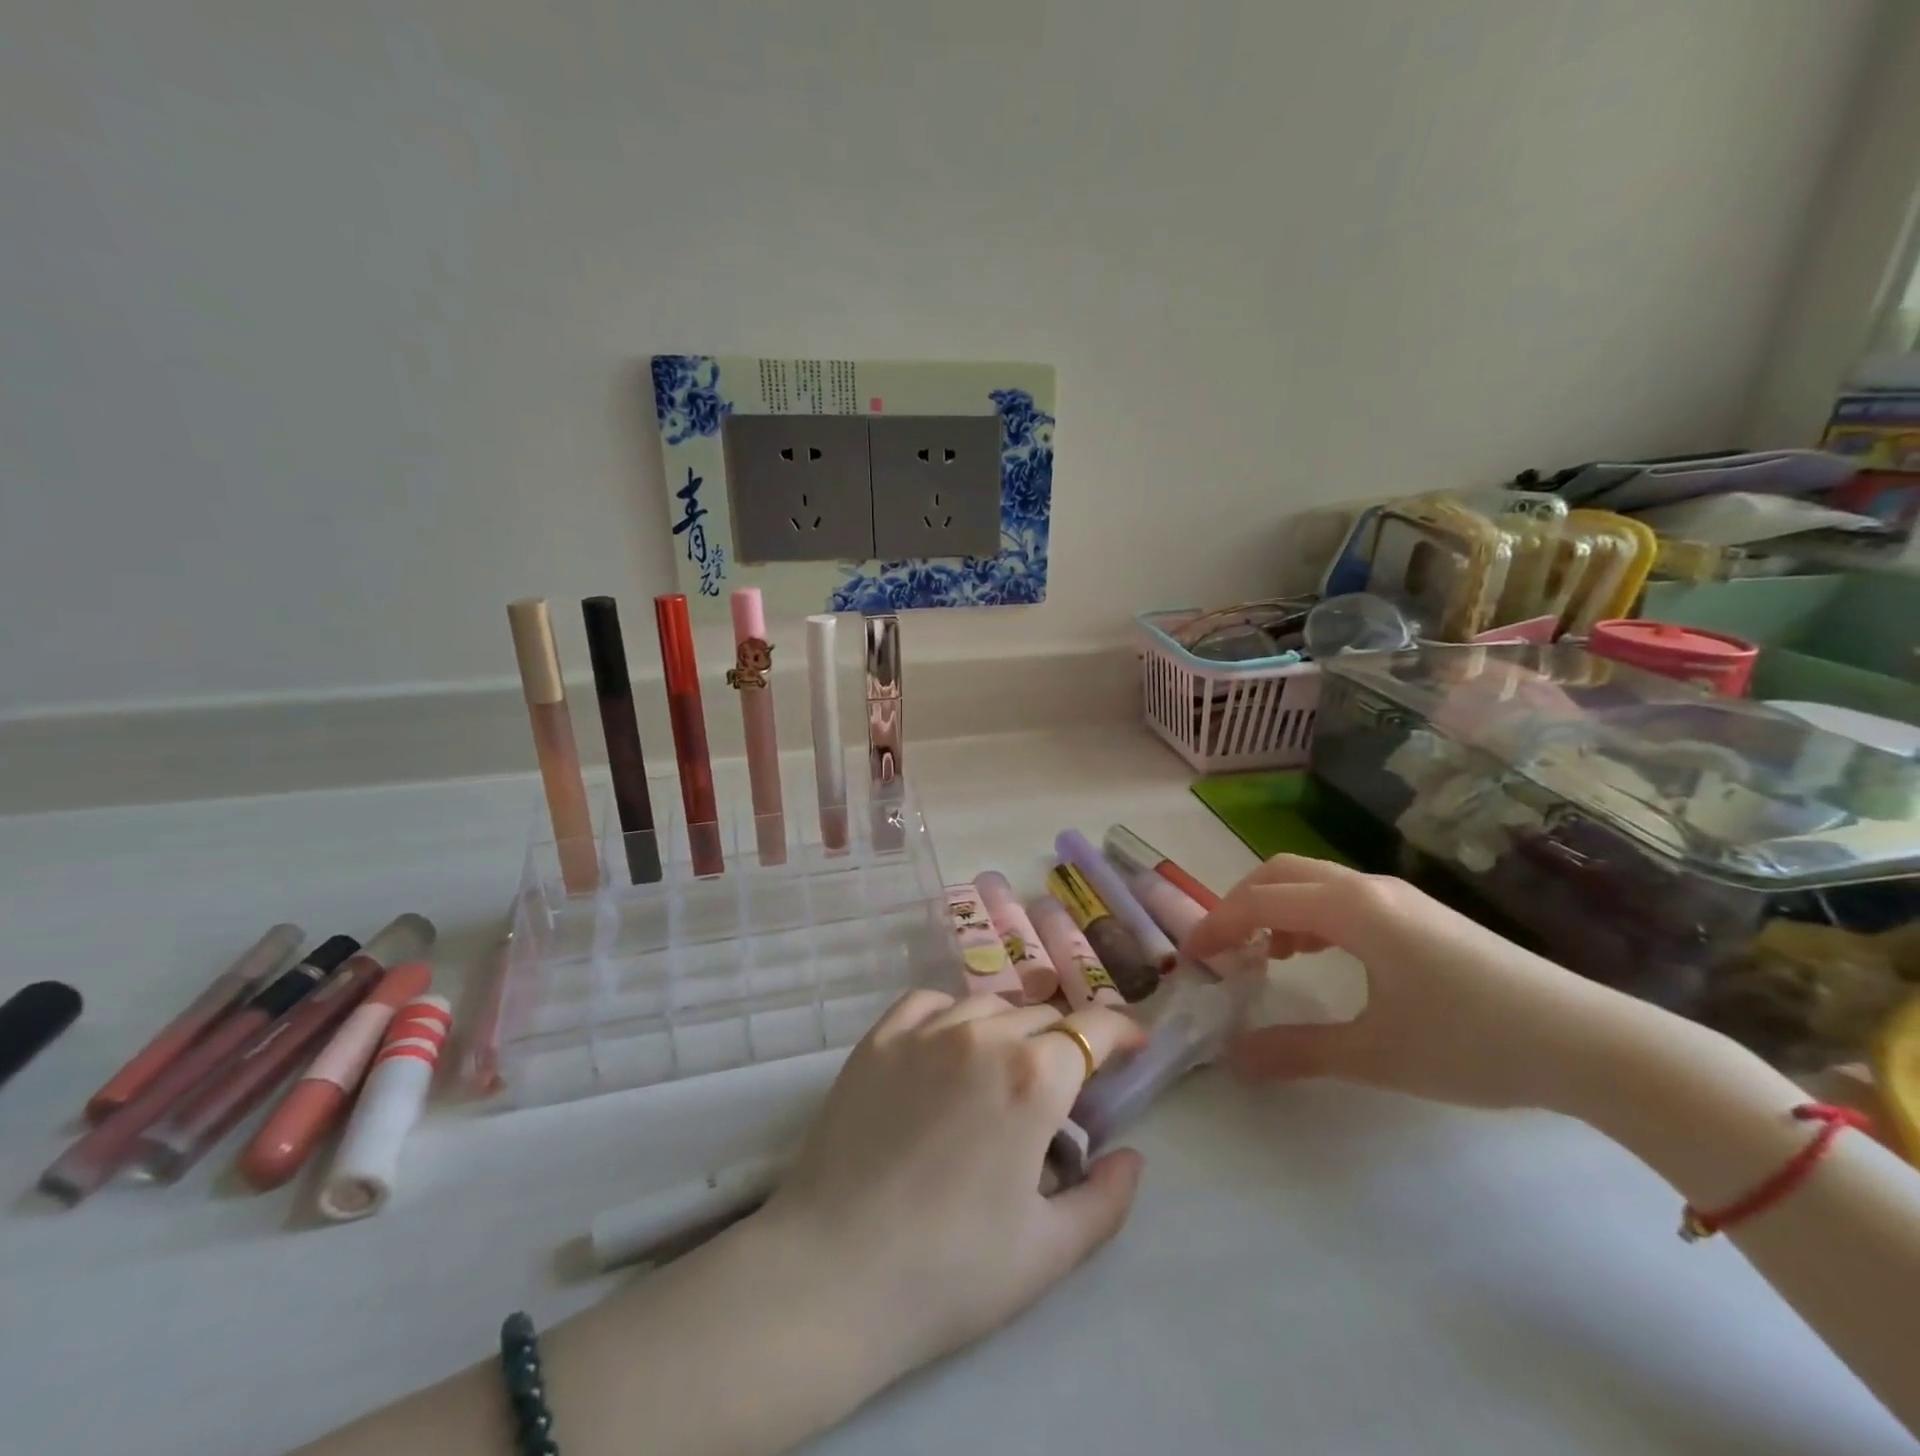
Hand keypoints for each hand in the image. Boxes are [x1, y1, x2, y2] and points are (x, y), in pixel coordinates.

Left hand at [762, 991, 1147, 1380]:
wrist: (832, 1273)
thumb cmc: (950, 1271)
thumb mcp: (1050, 1251)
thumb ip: (1106, 1198)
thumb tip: (1130, 1156)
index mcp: (1033, 1079)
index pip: (1093, 1029)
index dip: (1121, 1033)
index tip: (1132, 1047)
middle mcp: (982, 1036)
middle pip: (1041, 1017)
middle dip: (1064, 1045)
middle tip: (1061, 1089)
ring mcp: (924, 1031)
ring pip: (988, 1006)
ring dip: (1011, 1029)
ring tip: (1006, 1069)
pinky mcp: (878, 1039)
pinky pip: (929, 1002)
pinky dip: (953, 1015)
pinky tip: (950, 1046)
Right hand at [1182, 854, 1629, 1108]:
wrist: (1594, 1045)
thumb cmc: (1475, 1043)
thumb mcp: (1376, 1054)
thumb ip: (1297, 1052)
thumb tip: (1234, 1059)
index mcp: (1351, 909)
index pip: (1259, 902)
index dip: (1216, 925)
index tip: (1189, 957)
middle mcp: (1368, 888)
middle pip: (1280, 873)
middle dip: (1239, 904)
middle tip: (1221, 950)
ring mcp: (1399, 897)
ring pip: (1312, 881)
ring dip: (1276, 908)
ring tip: (1264, 956)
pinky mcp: (1421, 914)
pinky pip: (1343, 897)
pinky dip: (1310, 915)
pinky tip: (1317, 954)